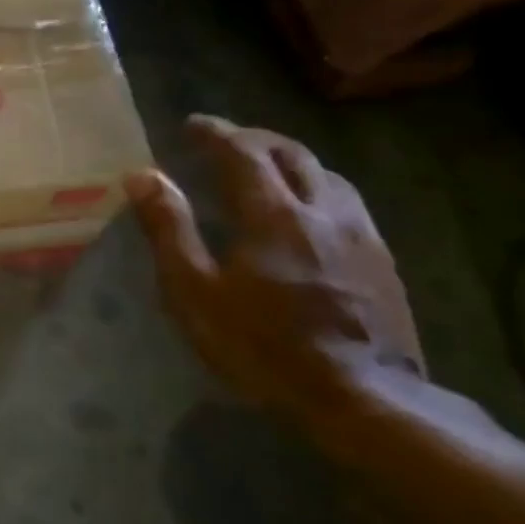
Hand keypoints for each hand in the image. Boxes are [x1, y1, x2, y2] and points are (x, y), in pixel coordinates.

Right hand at [126, 117, 424, 432]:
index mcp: (273, 214)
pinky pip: (348, 202)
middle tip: (226, 140)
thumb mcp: (195, 291)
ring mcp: (361, 234)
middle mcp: (323, 210)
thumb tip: (142, 176)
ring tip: (266, 167)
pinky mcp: (382, 261)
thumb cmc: (263, 346)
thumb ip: (169, 229)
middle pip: (292, 153)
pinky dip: (318, 187)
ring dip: (291, 159)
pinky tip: (310, 211)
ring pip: (327, 175)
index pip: (243, 153)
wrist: (362, 399)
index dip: (216, 133)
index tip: (193, 124)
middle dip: (255, 139)